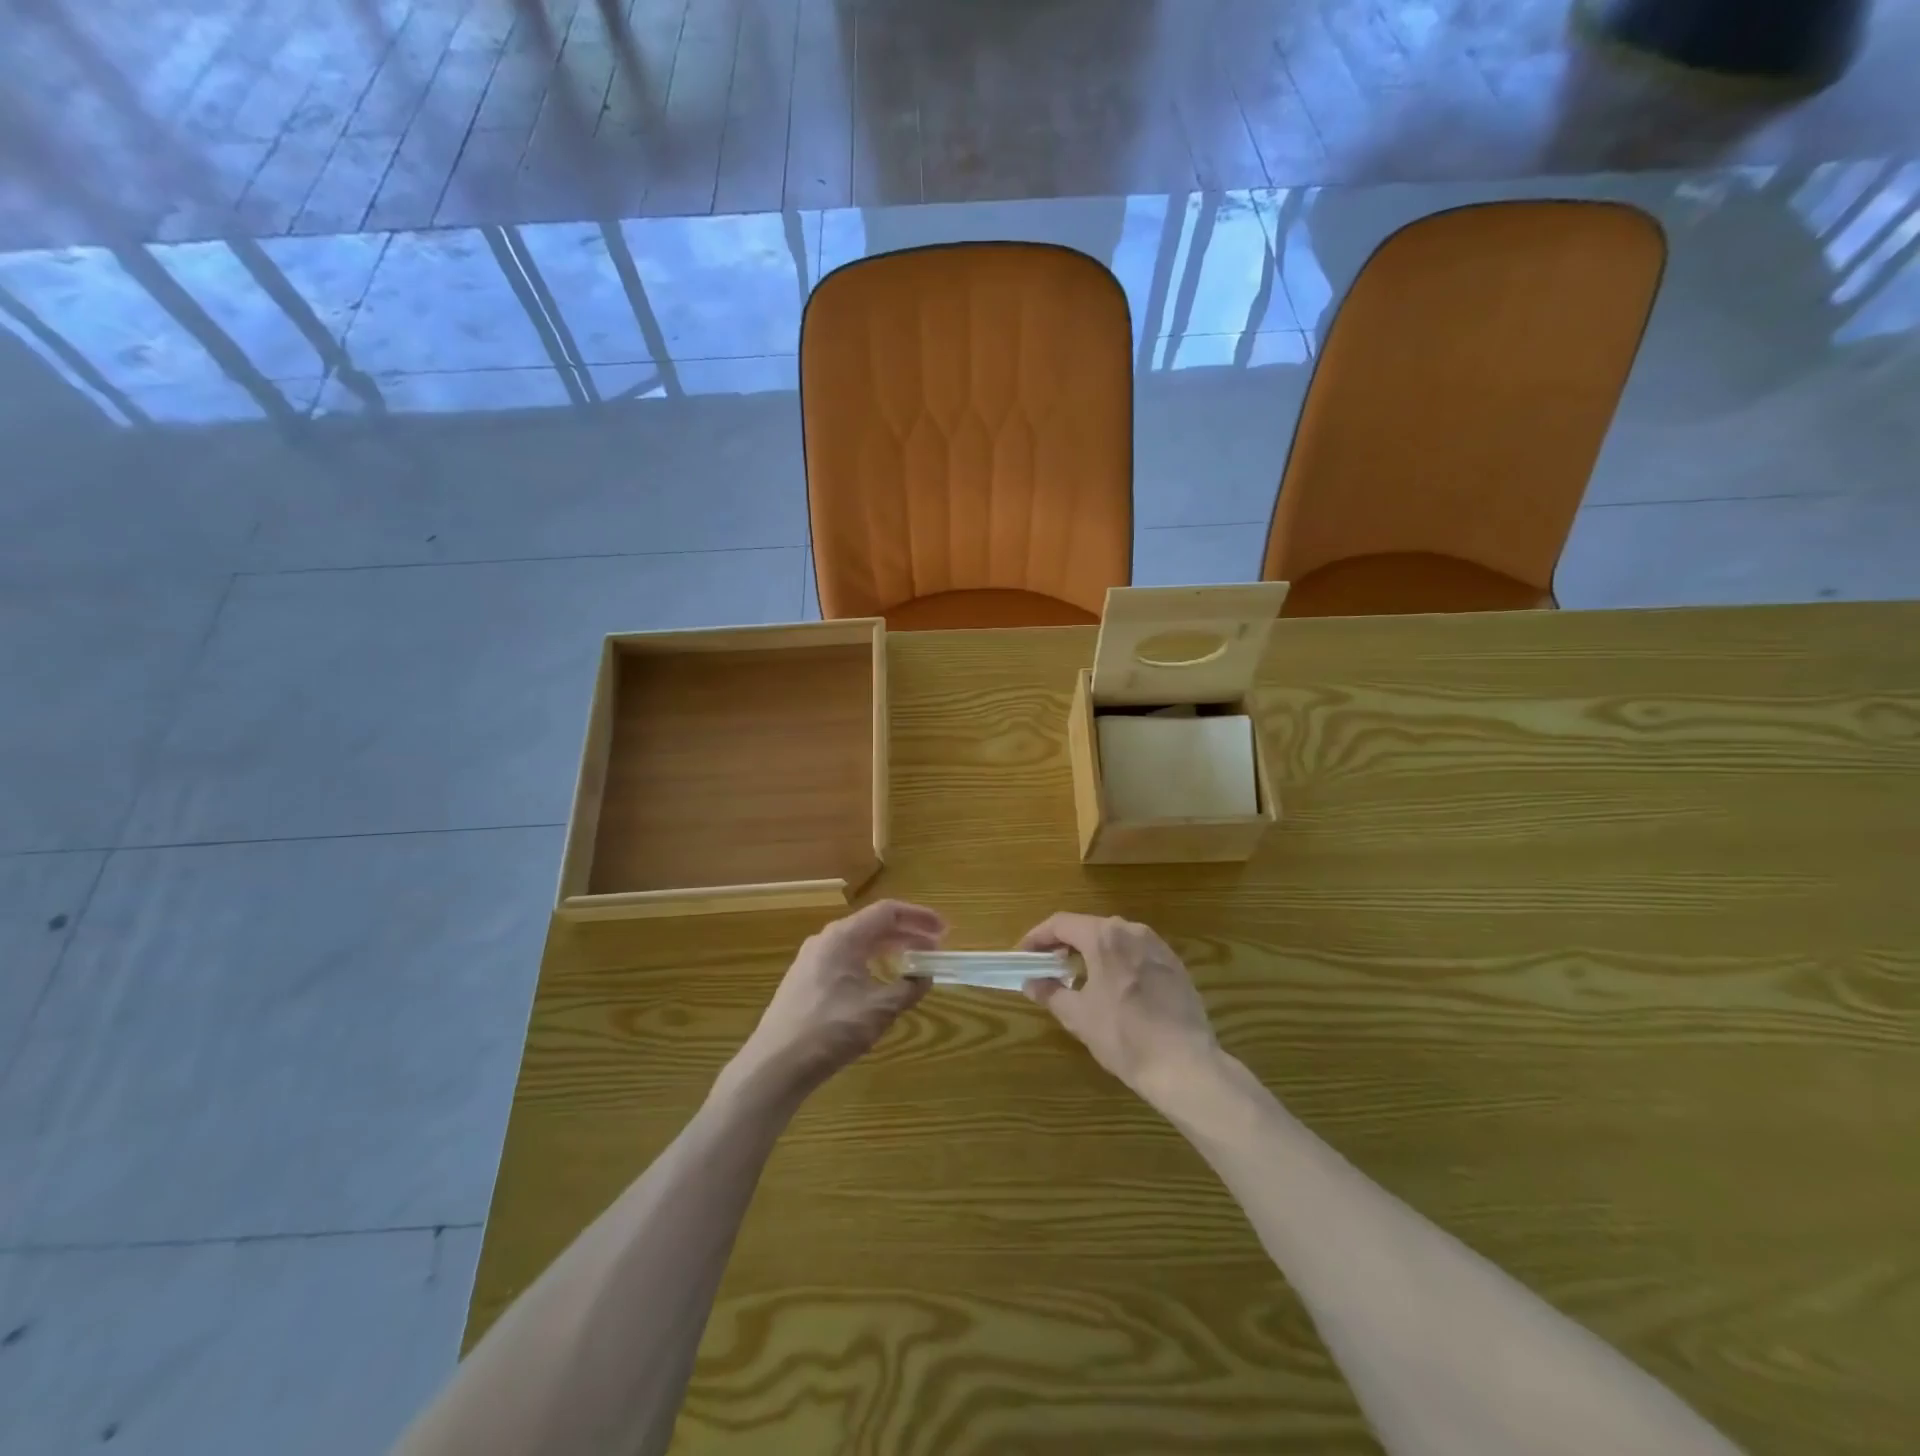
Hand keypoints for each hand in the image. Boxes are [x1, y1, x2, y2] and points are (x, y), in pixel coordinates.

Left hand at [721, 900, 944, 1104]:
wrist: (775, 1065)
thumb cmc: (830, 1030)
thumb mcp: (878, 1010)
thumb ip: (907, 988)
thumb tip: (925, 976)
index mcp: (843, 937)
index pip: (887, 911)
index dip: (918, 917)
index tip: (944, 929)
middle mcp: (826, 940)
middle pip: (873, 926)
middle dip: (907, 934)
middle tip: (935, 948)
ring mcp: (812, 960)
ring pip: (859, 944)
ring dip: (889, 950)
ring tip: (913, 965)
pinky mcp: (806, 981)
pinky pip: (846, 960)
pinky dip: (871, 964)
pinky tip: (881, 985)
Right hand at [1019, 913, 1219, 1104]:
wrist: (1185, 1064)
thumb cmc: (1124, 1036)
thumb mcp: (1078, 1016)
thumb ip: (1050, 993)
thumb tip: (1031, 982)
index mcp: (1104, 937)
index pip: (1061, 923)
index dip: (1037, 937)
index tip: (1022, 955)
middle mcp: (1132, 931)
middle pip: (1089, 927)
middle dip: (1064, 943)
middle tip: (1047, 965)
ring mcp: (1158, 946)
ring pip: (1115, 938)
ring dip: (1092, 951)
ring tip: (1078, 976)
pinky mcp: (1175, 965)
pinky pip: (1136, 952)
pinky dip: (1117, 961)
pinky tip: (1114, 987)